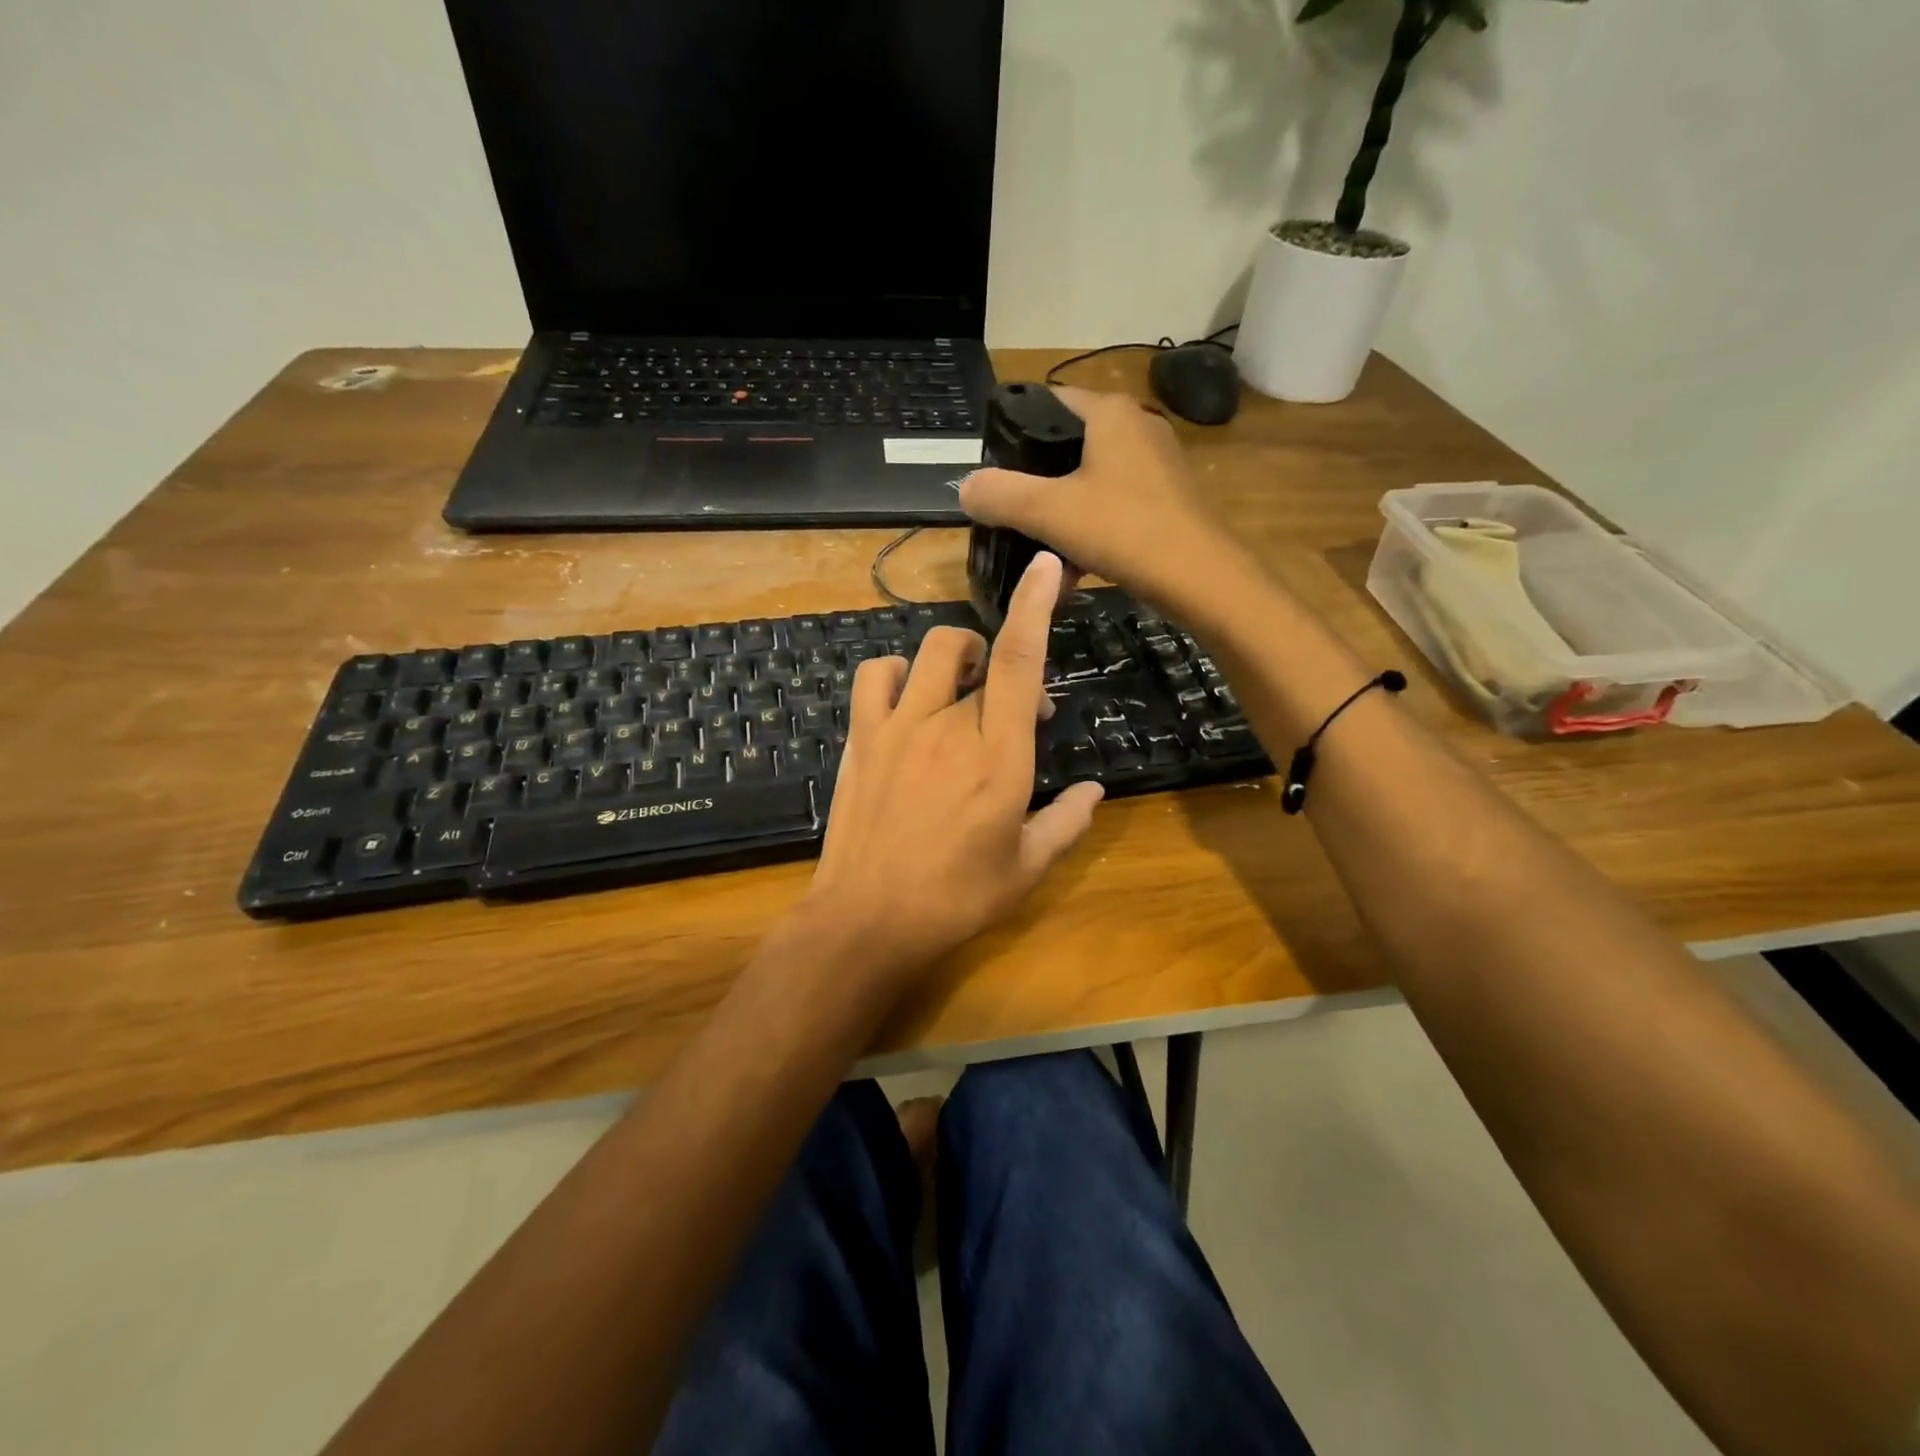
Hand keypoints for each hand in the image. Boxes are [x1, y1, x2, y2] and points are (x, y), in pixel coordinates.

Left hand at [804, 553, 1104, 982]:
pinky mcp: (863, 737)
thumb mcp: (1026, 870)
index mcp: (1000, 757)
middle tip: (1015, 715)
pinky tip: (907, 697)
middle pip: (983, 659)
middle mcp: (950, 726)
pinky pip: (875, 674)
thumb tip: (1095, 791)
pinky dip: (896, 672)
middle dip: (1008, 671)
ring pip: (930, 652)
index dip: (1036, 607)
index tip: (1048, 567)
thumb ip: (1067, 823)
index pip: (1021, 662)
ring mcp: (899, 726)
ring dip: (956, 656)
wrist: (867, 919)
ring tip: (963, 686)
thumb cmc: (955, 899)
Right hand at [959, 385, 1239, 612]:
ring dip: (1061, 515)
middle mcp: (1136, 427)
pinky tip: (1075, 569)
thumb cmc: (1124, 530)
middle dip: (1035, 482)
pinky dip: (1089, 531)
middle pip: (1066, 445)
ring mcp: (1156, 465)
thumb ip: (1000, 495)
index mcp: (1109, 414)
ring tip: (1038, 550)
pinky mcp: (1166, 499)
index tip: (991, 469)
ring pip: (1089, 482)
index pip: (1048, 401)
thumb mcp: (1049, 512)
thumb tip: (964, 487)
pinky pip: (1112, 506)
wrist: (1202, 578)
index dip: (1013, 430)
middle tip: (1008, 512)